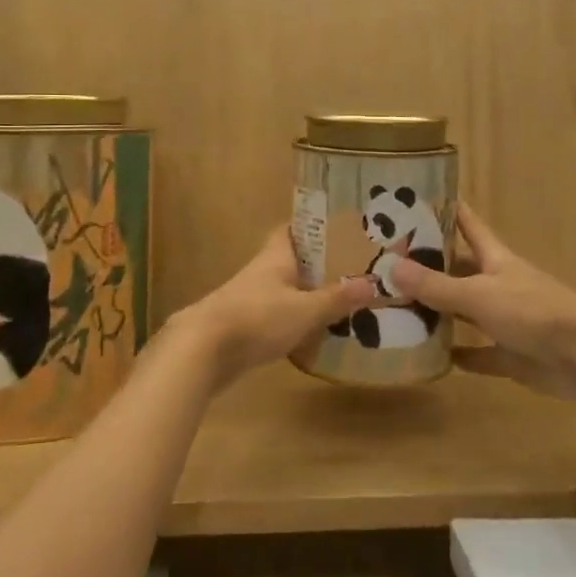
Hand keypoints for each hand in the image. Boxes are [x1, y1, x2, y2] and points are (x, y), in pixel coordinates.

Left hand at [171, 229, 376, 387]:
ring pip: (282, 289)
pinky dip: (291, 320)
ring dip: (304, 294)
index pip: (292, 229)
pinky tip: (309, 334)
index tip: (336, 228)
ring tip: (336, 303)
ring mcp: (248, 298)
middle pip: (290, 260)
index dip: (311, 226)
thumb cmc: (258, 318)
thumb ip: (337, 299)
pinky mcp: (241, 325)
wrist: (203, 350)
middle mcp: (261, 271)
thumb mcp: (306, 310)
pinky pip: (273, 315)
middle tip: (348, 270)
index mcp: (276, 257)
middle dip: (315, 265)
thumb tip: (372, 284)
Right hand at [389, 206, 575, 400]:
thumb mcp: (478, 294)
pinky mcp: (513, 355)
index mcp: (495, 259)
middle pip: (461, 269)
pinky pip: (480, 354)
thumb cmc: (532, 310)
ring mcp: (507, 320)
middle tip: (392, 264)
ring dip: (441, 312)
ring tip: (402, 308)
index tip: (419, 199)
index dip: (447, 210)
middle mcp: (499, 284)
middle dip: (432, 266)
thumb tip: (391, 268)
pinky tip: (434, 357)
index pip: (468, 225)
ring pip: (468, 312)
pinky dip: (460, 355)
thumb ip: (436, 286)